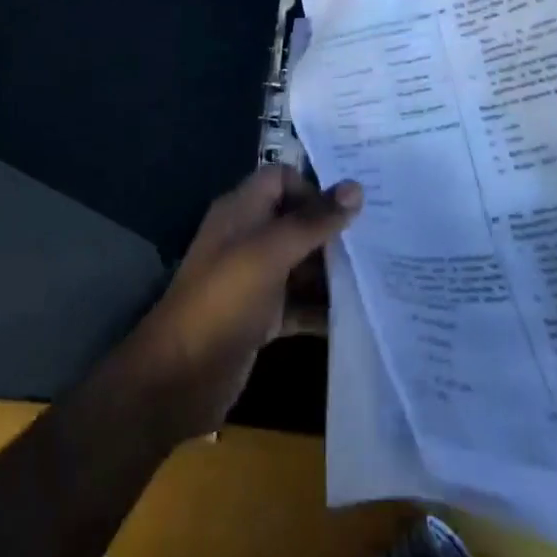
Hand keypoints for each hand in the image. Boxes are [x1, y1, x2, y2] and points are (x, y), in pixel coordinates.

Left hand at [116, 166, 361, 441]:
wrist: (178, 378)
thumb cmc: (223, 300)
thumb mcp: (270, 253)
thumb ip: (313, 221)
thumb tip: (356, 188)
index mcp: (242, 211)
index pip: (281, 179)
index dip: (312, 188)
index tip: (348, 211)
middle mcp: (248, 238)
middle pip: (296, 220)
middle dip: (332, 230)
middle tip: (379, 240)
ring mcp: (255, 279)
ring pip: (301, 263)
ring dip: (333, 270)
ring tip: (379, 276)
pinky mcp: (262, 317)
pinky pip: (300, 304)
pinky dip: (323, 308)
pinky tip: (358, 315)